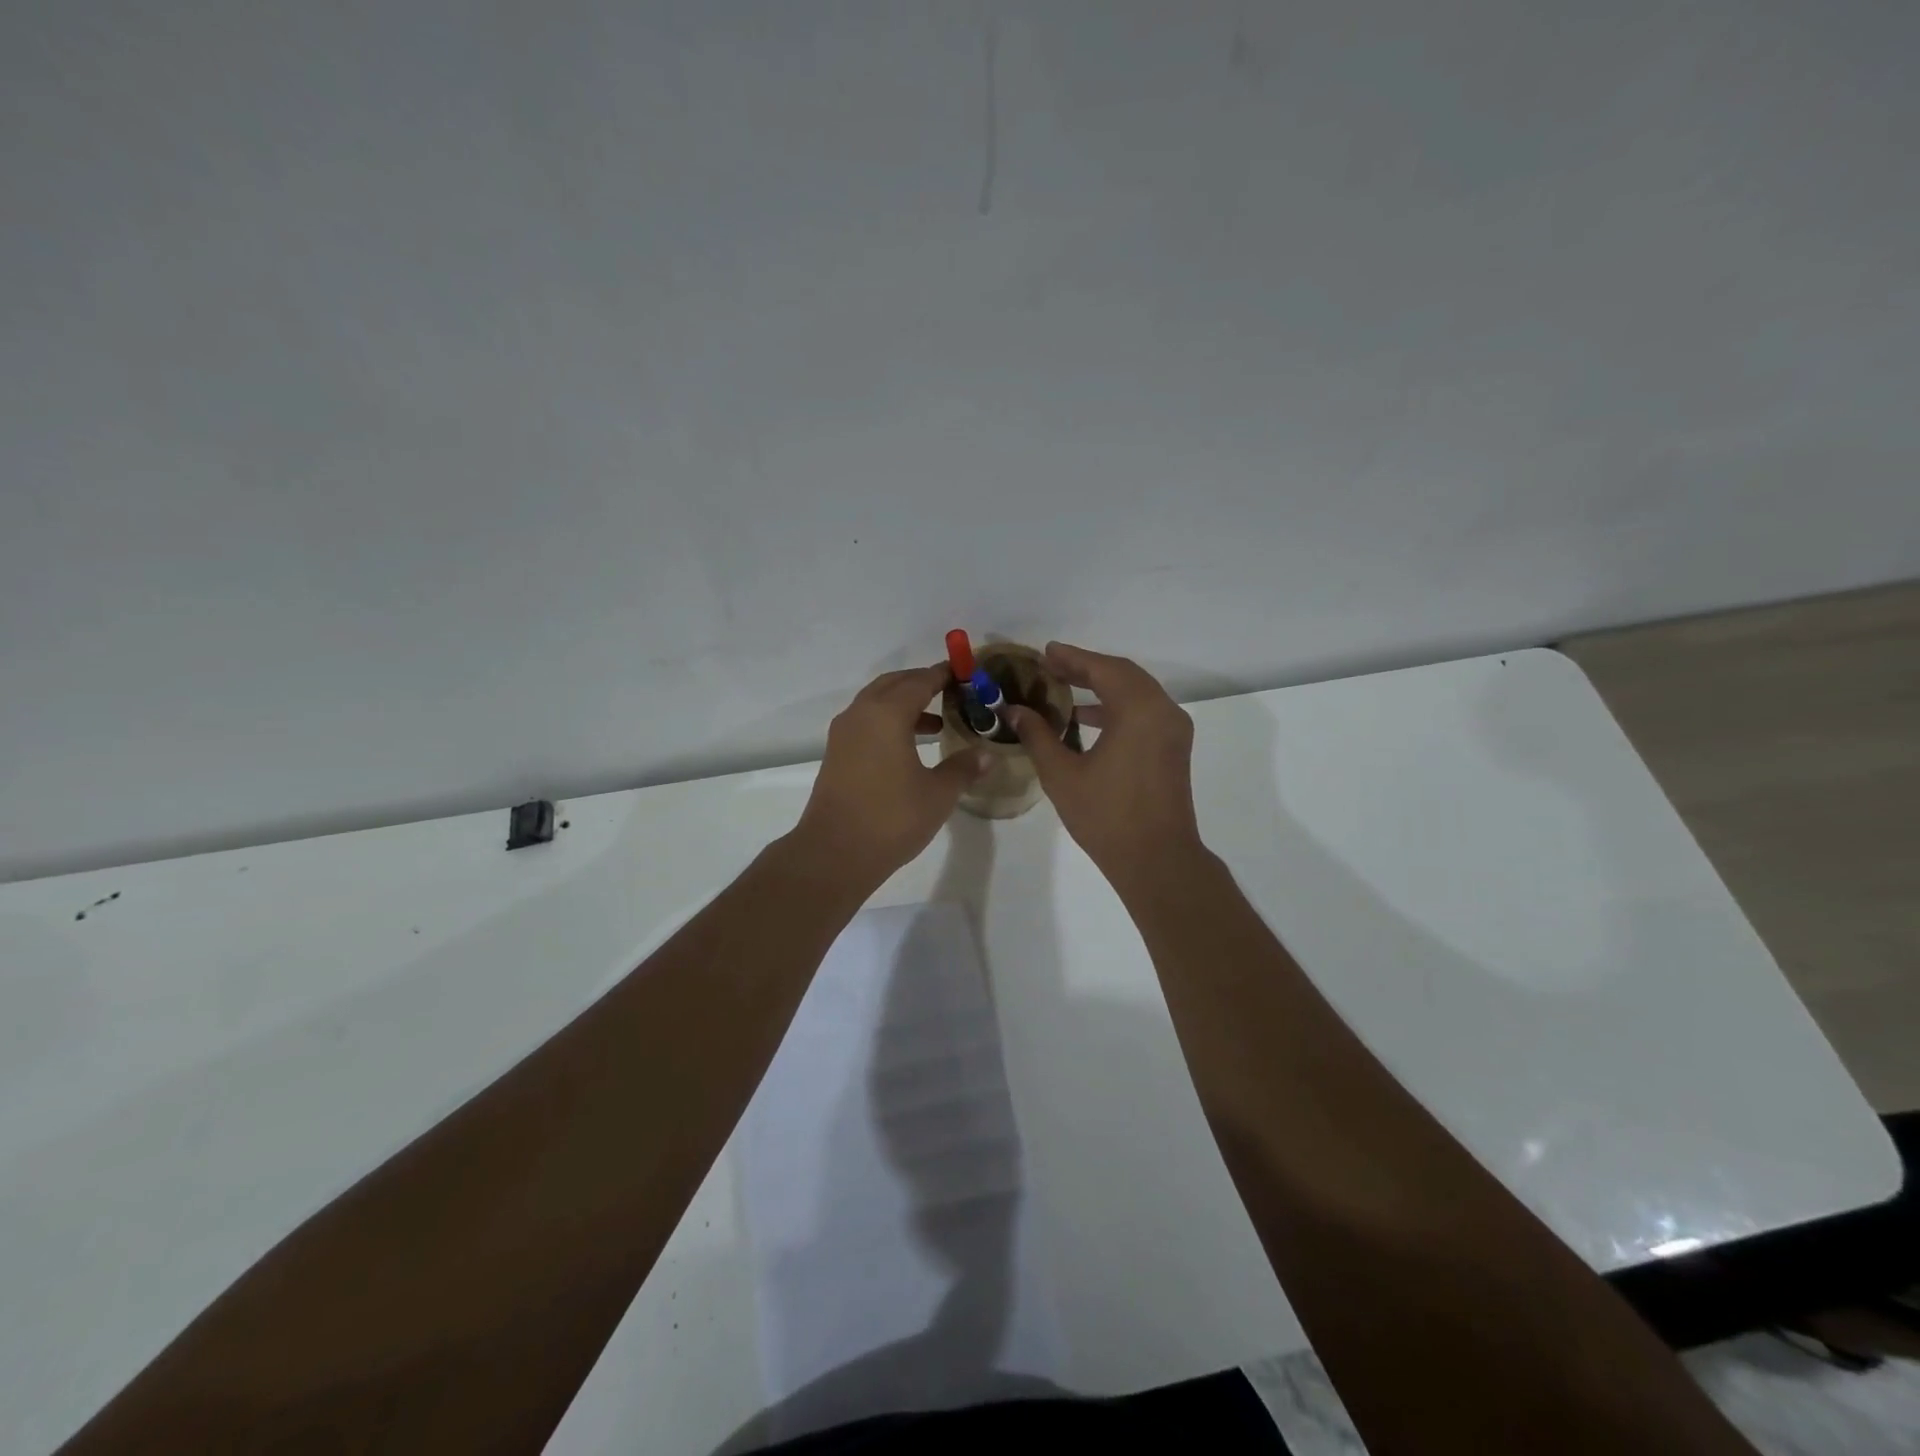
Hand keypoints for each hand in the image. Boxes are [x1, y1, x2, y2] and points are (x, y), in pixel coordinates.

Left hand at [792, 664, 988, 887]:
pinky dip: (890, 722)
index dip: (944, 674)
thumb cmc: (891, 818)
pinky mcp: (837, 754)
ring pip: (877, 703)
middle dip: (922, 682)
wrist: (834, 853)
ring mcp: (844, 734)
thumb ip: (963, 768)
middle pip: (894, 684)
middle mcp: (861, 714)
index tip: (965, 671)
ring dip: (905, 704)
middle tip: (952, 691)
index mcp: (887, 714)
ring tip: (938, 722)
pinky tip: (910, 746)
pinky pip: (867, 722)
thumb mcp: (938, 794)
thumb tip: (986, 754)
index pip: (920, 681)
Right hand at [1006, 642, 1203, 891]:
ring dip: (1103, 685)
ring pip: (1137, 692)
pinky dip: (1118, 706)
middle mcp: (1163, 710)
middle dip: (1087, 667)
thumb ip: (1037, 735)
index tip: (1044, 652)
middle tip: (1051, 666)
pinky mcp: (1173, 748)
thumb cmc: (1106, 816)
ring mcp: (1173, 730)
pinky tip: (1088, 718)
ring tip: (1064, 688)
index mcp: (1139, 710)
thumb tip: (1013, 710)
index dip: (1071, 657)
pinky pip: (1144, 711)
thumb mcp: (1062, 774)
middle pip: (1123, 674)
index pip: (1102, 668)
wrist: (1157, 859)